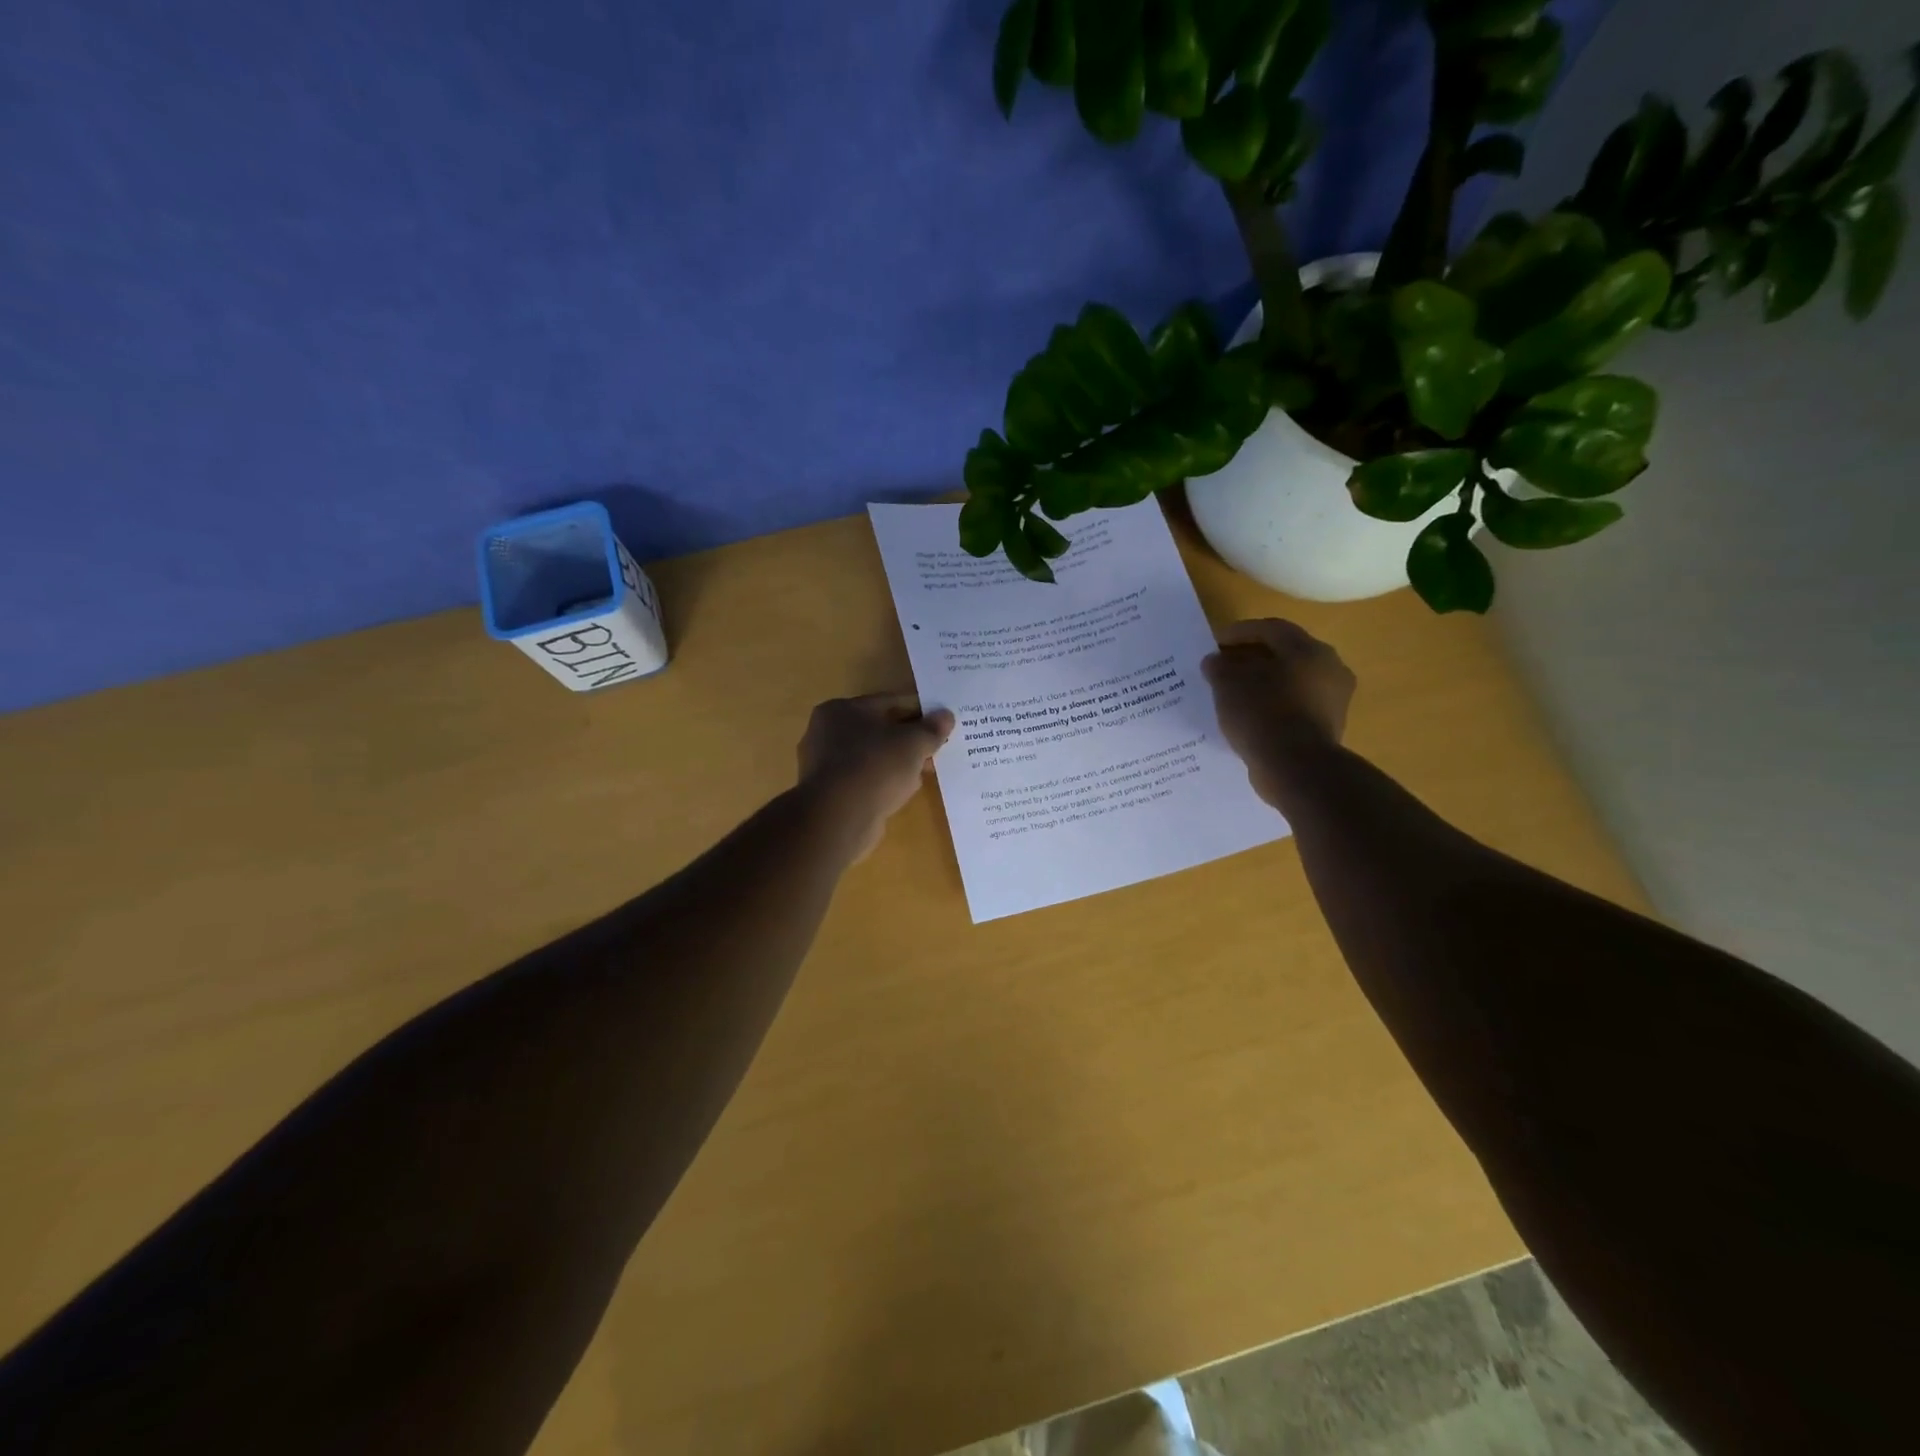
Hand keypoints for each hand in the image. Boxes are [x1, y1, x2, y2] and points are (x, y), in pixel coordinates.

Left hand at [796, 693, 954, 859]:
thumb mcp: (912, 743)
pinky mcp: (829, 794)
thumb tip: (946, 716)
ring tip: (925, 772)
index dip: (918, 711)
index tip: (940, 722)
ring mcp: (824, 765)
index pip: (887, 703)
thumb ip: (931, 729)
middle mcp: (825, 733)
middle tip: (936, 749)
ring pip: (872, 757)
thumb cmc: (874, 766)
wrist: (839, 817)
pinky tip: (903, 791)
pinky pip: (864, 780)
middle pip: (878, 731)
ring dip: (898, 763)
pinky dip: (883, 782)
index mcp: (840, 710)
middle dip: (908, 740)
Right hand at [1202, 619, 1355, 804]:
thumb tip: (1215, 661)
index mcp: (1309, 649)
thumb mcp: (1229, 684)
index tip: (1213, 643)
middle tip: (1222, 667)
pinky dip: (1271, 707)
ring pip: (1290, 683)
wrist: (1296, 768)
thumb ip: (1219, 667)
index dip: (1238, 632)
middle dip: (1251, 659)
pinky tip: (1248, 717)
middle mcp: (1329, 669)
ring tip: (1231, 694)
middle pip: (1284, 655)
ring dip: (1262, 684)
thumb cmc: (1263, 714)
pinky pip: (1293, 708)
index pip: (1271, 629)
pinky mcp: (1327, 728)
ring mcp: (1332, 701)